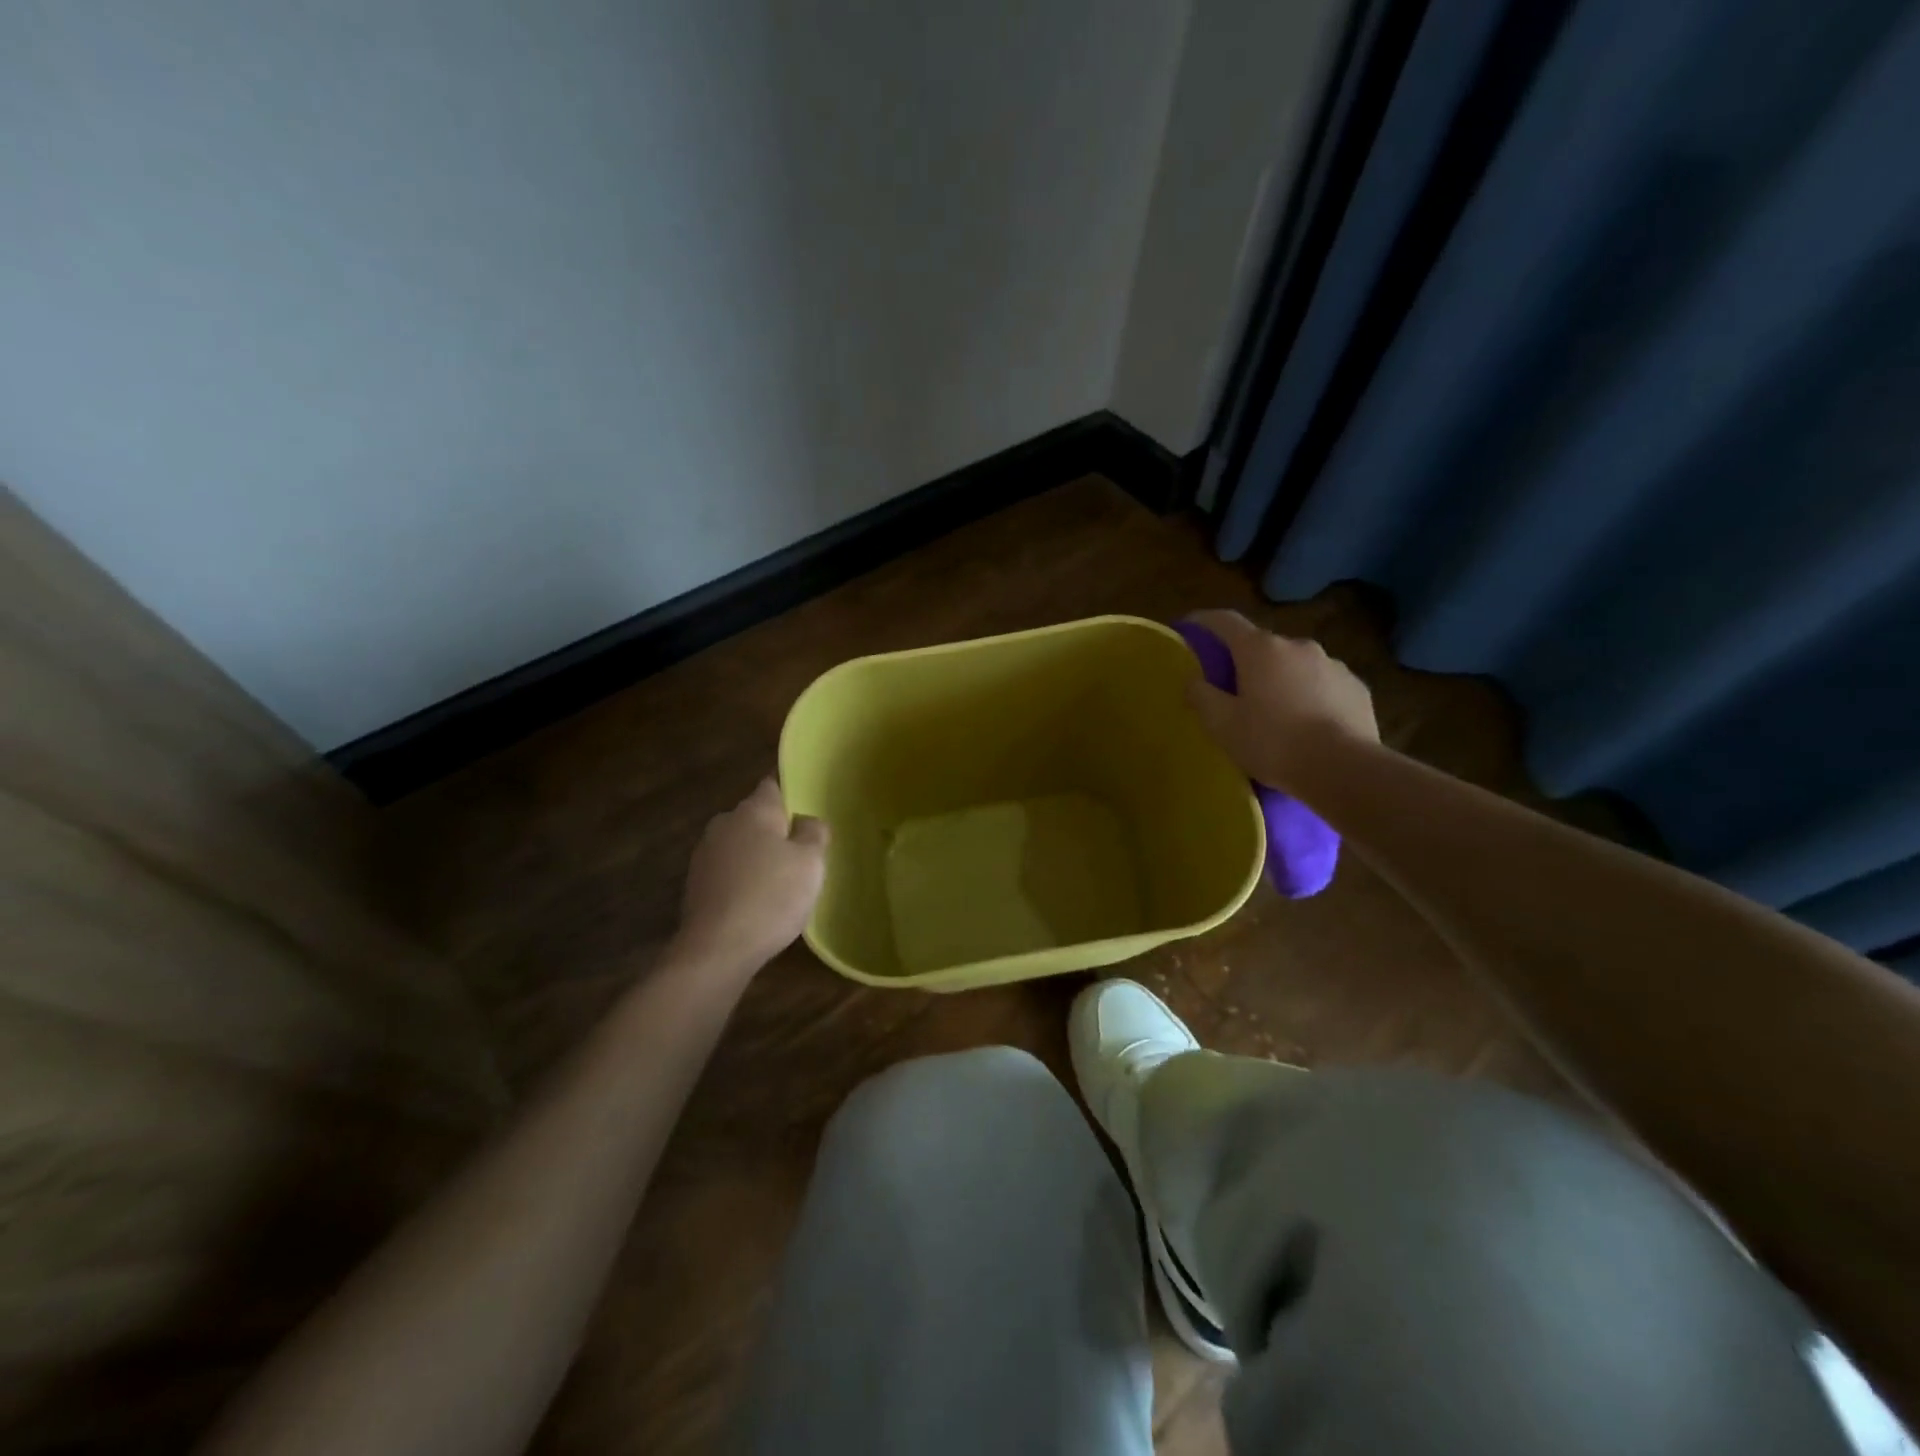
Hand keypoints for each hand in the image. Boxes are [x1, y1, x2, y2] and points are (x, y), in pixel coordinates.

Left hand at [674, 778, 828, 972]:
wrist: (717, 949)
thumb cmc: (771, 897)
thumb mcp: (811, 862)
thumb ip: (814, 832)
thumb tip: (805, 820)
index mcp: (753, 810)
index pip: (773, 783)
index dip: (791, 789)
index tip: (807, 803)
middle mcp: (724, 823)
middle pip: (756, 816)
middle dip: (776, 827)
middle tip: (802, 849)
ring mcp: (705, 854)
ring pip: (740, 844)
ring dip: (758, 855)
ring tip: (782, 879)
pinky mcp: (695, 884)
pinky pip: (728, 870)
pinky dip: (743, 878)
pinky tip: (758, 901)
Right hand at [1182, 609, 1378, 789]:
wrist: (1345, 769)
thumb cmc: (1273, 743)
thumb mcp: (1222, 725)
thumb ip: (1202, 696)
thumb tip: (1194, 681)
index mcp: (1260, 650)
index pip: (1225, 621)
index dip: (1204, 621)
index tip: (1189, 627)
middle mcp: (1297, 646)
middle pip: (1262, 647)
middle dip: (1246, 662)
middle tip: (1234, 691)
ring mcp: (1332, 664)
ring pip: (1295, 665)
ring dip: (1281, 680)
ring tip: (1275, 713)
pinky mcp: (1356, 687)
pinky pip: (1323, 684)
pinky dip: (1309, 696)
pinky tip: (1308, 724)